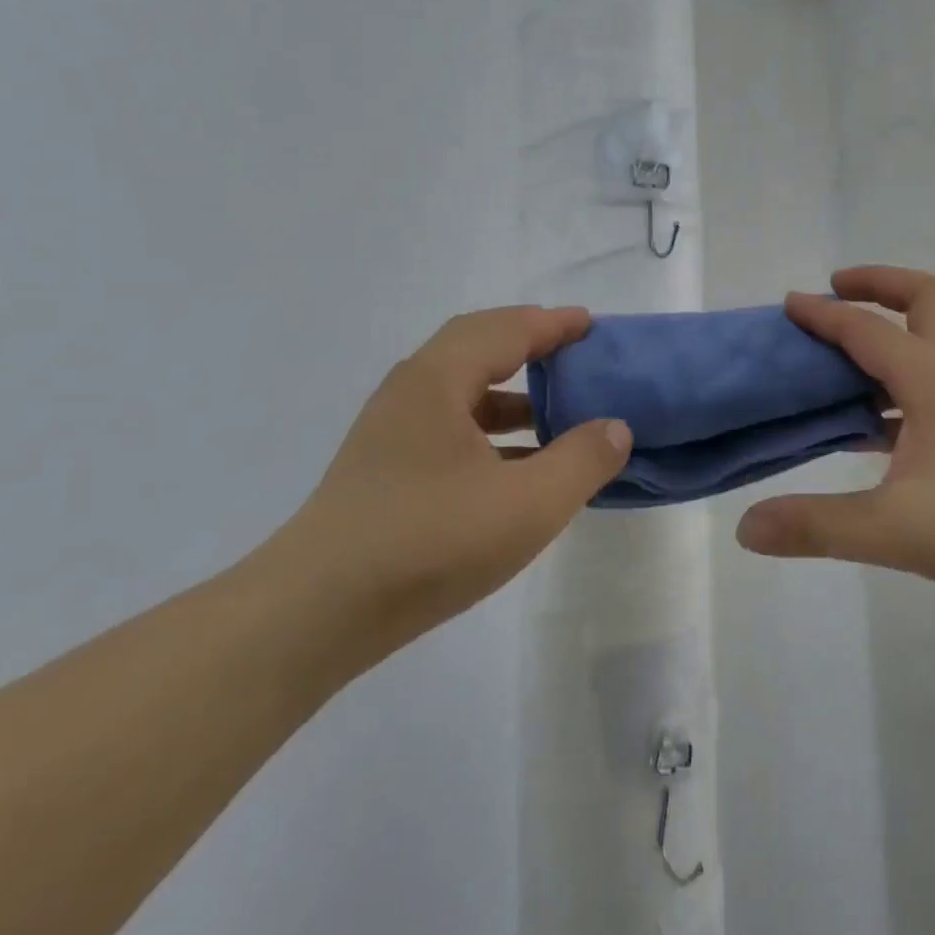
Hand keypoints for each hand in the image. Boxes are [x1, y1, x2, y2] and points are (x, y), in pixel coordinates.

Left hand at [271, 307, 630, 667]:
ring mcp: (391, 432)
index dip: (552, 324)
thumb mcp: (527, 504)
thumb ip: (581, 460)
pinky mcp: (385, 469)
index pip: (505, 330)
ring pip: (461, 391)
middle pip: (477, 347)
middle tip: (575, 354)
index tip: (591, 324)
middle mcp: (409, 392)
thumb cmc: (429, 542)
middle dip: (529, 345)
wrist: (318, 611)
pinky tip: (516, 467)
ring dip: (510, 393)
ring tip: (556, 411)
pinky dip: (489, 431)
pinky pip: (449, 428)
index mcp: (437, 380)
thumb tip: (615, 427)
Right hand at [735, 266, 934, 614]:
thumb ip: (817, 525)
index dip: (824, 313)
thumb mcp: (896, 530)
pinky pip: (930, 392)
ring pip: (929, 348)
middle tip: (836, 293)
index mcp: (933, 381)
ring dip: (886, 338)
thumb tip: (746, 527)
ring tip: (837, 363)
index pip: (868, 329)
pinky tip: (869, 431)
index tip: (787, 303)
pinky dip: (895, 390)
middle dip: (878, 285)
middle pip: (925, 302)